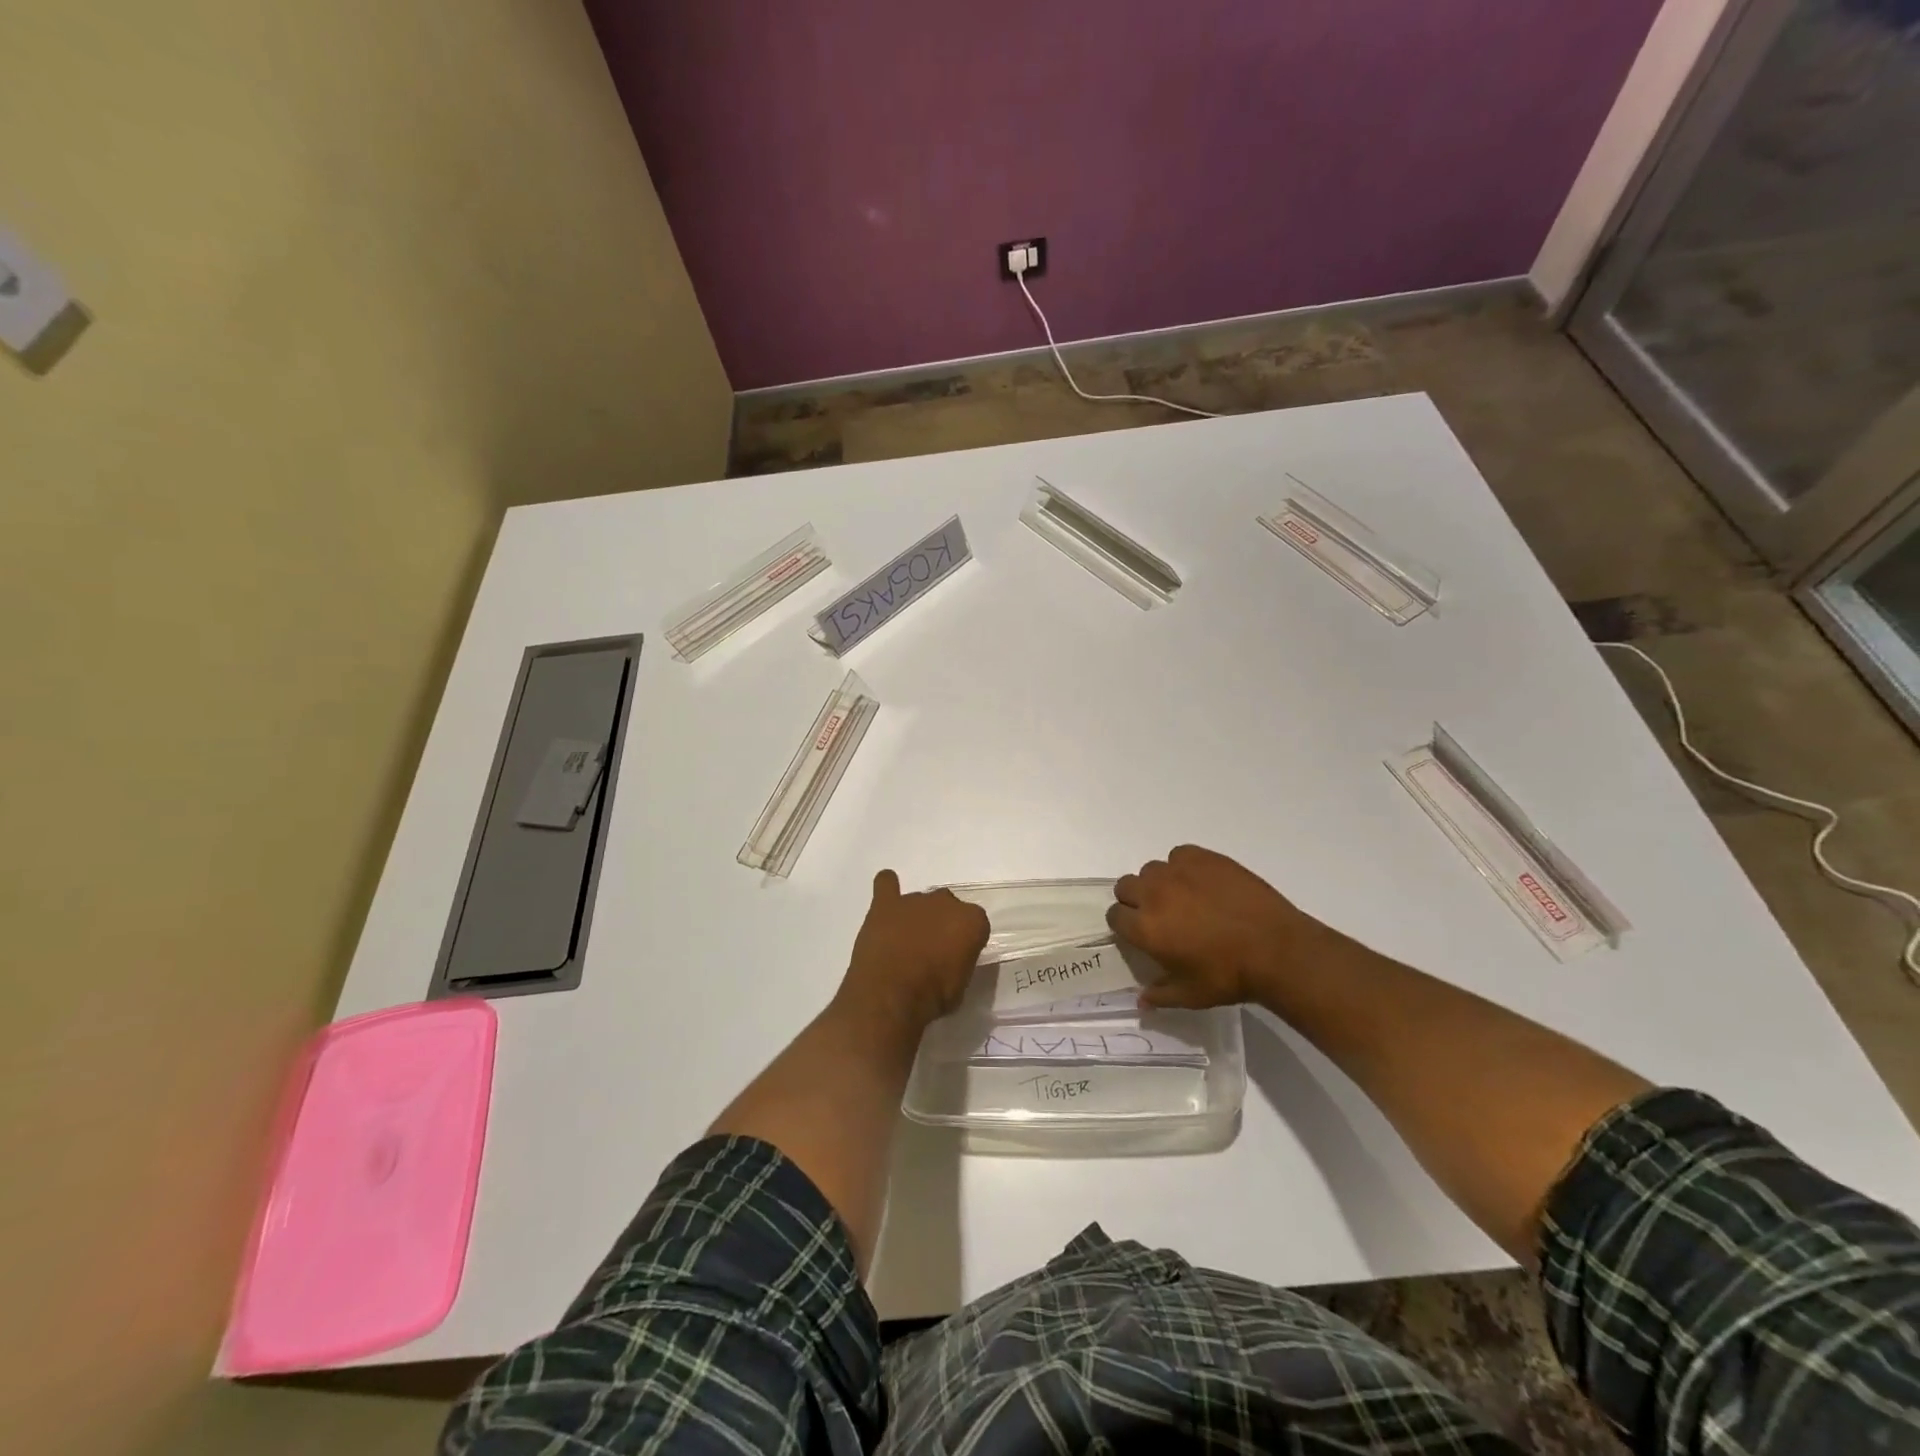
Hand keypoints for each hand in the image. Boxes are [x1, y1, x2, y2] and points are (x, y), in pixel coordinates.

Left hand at [834, 870, 989, 1037]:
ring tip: (905, 943)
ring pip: (920, 901)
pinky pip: (886, 884)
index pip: (975, 924)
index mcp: (971, 920)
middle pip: (947, 907)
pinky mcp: (885, 904)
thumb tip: (949, 959)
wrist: (891, 995)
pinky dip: (887, 887)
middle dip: (941, 924)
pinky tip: (886, 899)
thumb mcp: (961, 985)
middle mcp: (945, 902)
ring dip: (916, 917)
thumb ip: (960, 961)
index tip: (957, 958)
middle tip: (931, 952)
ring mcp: (914, 900)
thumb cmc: (933, 997)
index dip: (965, 942)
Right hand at [1108, 845, 1344, 1009]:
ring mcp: (1178, 872)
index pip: (1114, 916)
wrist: (1276, 949)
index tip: (1140, 932)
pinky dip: (1184, 867)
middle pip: (1125, 886)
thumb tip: (1141, 1000)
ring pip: (1152, 870)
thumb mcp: (1191, 995)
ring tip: (1183, 898)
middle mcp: (1153, 894)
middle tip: (1158, 915)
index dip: (1125, 924)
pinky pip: (1179, 855)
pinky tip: (1202, 883)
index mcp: (1145, 928)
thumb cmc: (1229, 976)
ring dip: (1159, 883)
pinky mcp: (1203, 858)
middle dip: (1135, 899)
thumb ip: (1160, 995)